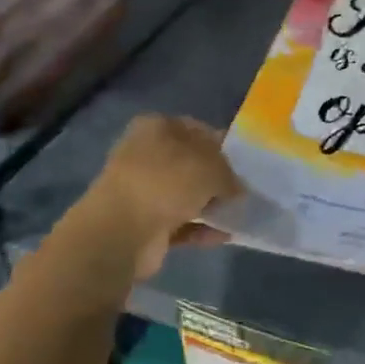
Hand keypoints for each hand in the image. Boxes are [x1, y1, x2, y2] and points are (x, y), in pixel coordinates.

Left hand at [82, 115, 240, 279]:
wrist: (121, 232)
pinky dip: (202, 229)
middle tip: (243, 189)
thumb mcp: (212, 167)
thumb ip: (230, 174)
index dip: (221, 143)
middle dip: (216, 177)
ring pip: (185, 195)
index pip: (196, 129)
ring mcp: (142, 191)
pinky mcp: (144, 224)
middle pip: (190, 164)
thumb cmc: (167, 182)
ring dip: (210, 204)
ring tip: (239, 213)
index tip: (243, 161)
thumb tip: (235, 187)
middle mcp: (145, 155)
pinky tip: (225, 235)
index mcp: (156, 128)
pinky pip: (181, 223)